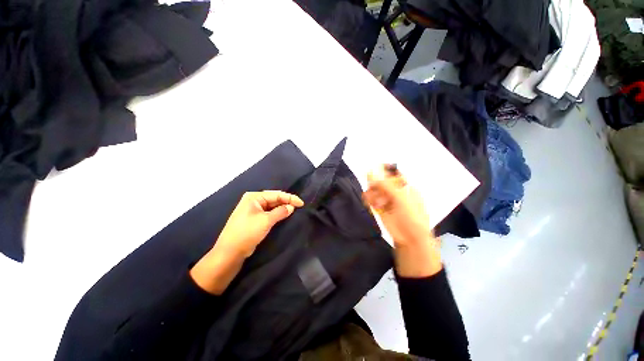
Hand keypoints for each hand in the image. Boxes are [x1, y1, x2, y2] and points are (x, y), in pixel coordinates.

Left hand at [190, 191, 303, 293]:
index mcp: (254, 197)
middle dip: (286, 202)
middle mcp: (253, 201)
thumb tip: (291, 207)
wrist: (230, 253)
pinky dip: (277, 213)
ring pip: (271, 206)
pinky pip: (268, 213)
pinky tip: (284, 215)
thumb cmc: (247, 233)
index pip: (276, 194)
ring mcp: (253, 210)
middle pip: (274, 199)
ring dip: (282, 208)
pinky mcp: (254, 218)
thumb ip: (280, 212)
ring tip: (294, 210)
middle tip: (299, 206)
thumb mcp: (266, 221)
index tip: (301, 203)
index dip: (290, 198)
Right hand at [363, 165, 441, 276]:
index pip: (392, 174)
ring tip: (374, 200)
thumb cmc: (411, 216)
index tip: (374, 171)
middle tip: (373, 188)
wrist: (410, 238)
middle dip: (376, 184)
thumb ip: (386, 186)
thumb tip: (372, 174)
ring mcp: (387, 200)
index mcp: (404, 187)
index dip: (383, 172)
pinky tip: (371, 203)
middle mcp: (395, 192)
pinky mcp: (379, 208)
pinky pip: (371, 200)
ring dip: (372, 193)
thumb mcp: (401, 198)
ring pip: (374, 191)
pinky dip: (369, 200)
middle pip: (381, 182)